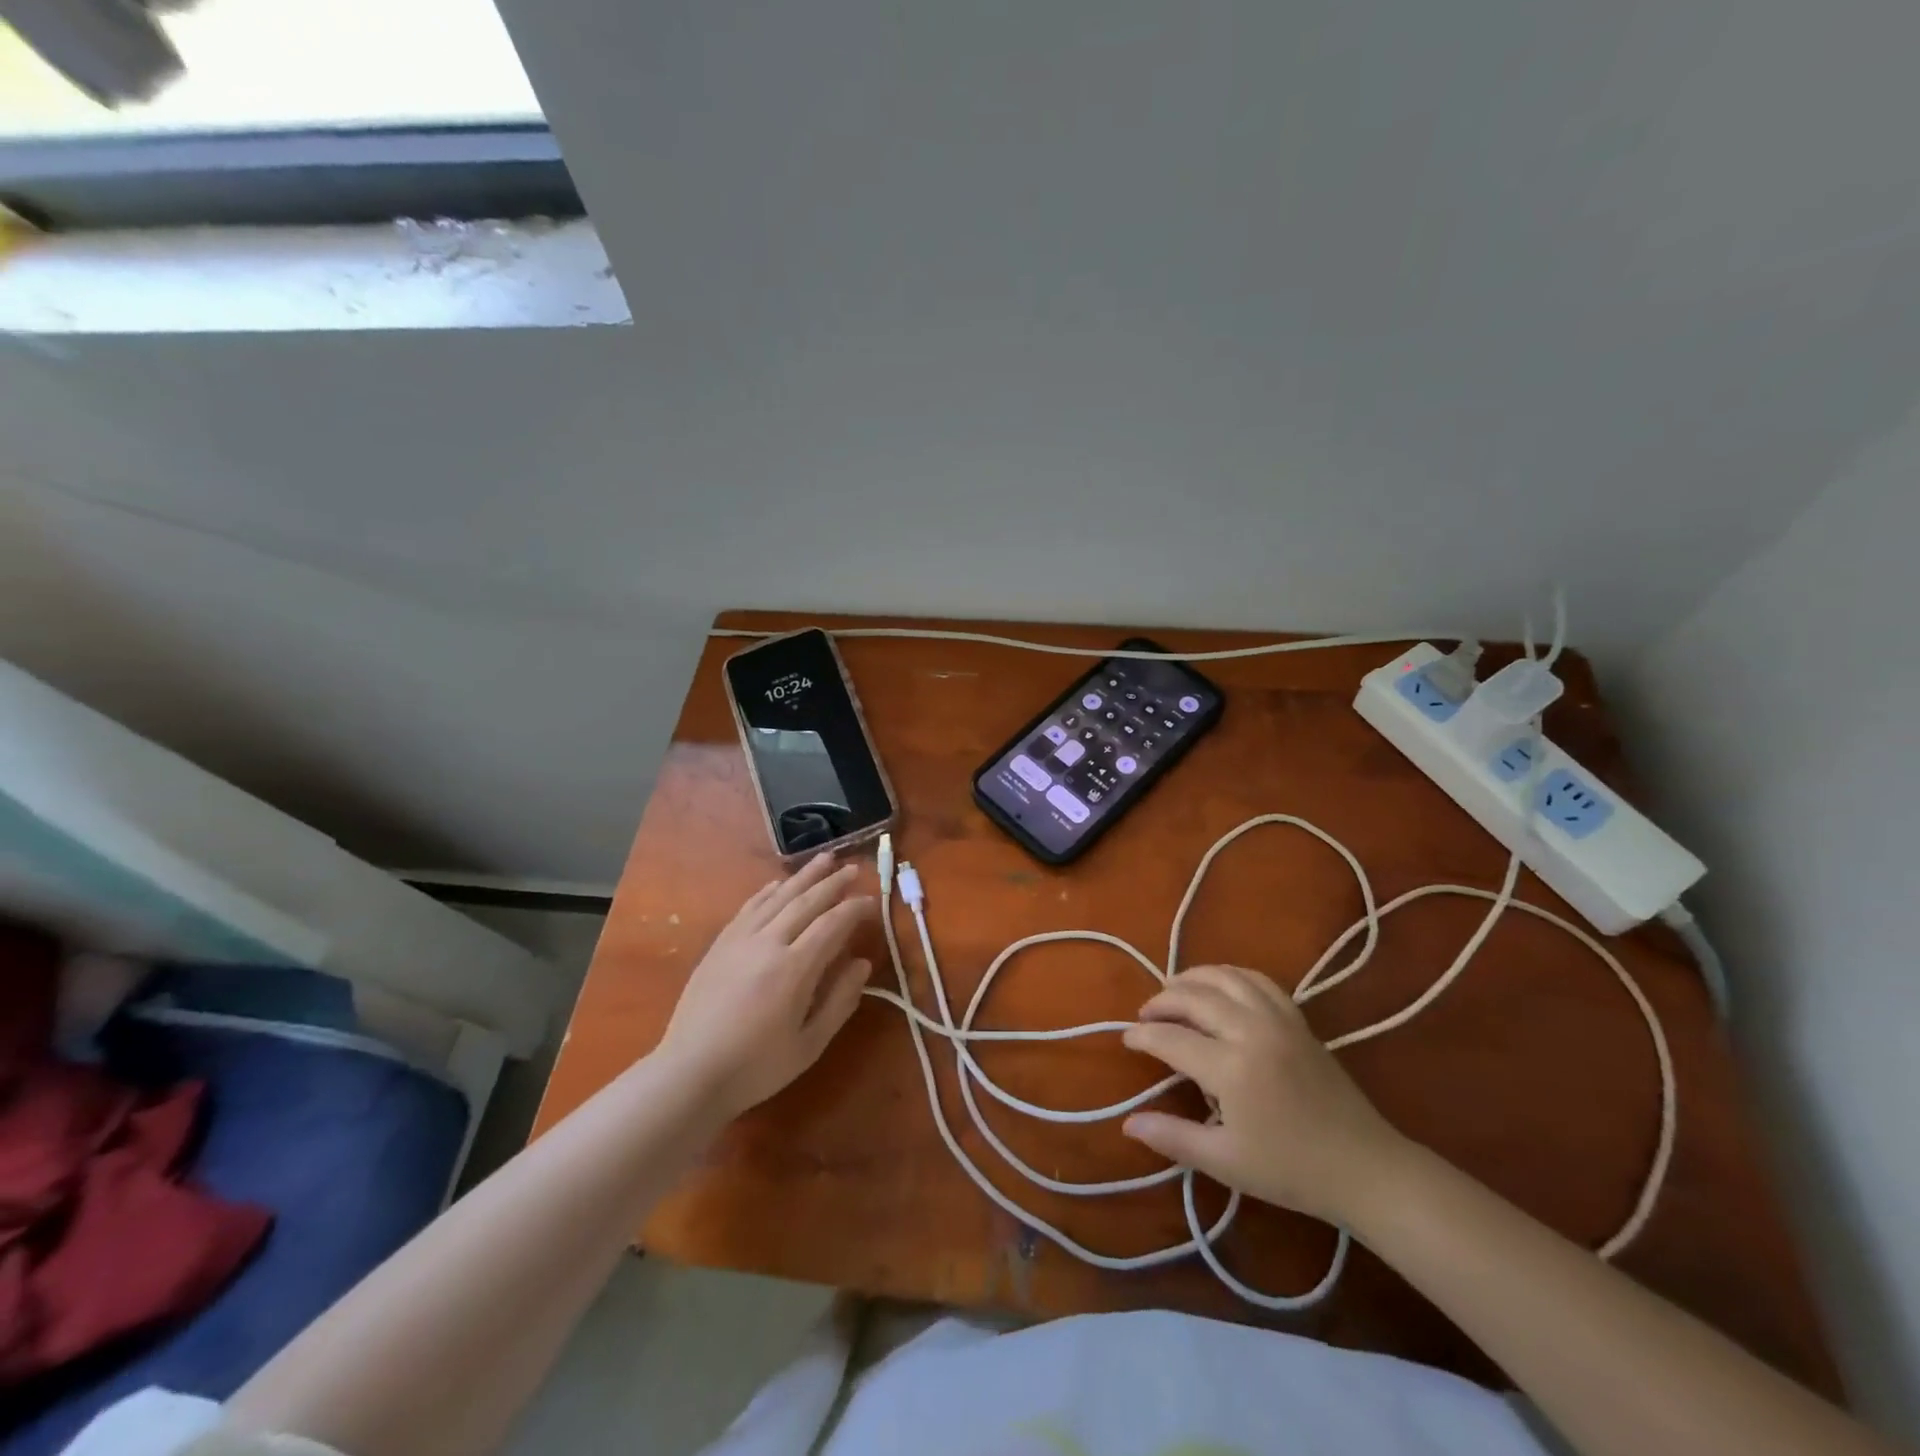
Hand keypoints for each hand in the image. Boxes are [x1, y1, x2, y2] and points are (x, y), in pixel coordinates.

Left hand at [657, 854, 877, 1119]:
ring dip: (803, 876)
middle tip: (853, 868)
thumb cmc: (756, 1066)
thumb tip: (862, 964)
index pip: (832, 924)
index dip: (855, 909)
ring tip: (824, 859)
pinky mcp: (720, 945)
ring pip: (778, 897)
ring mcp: (740, 940)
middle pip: (806, 901)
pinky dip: (768, 891)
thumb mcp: (809, 1044)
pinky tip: (778, 884)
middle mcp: (768, 943)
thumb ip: (840, 1001)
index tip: (871, 902)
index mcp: (794, 968)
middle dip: (832, 883)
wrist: (690, 1073)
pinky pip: (749, 907)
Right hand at [1120, 965, 1410, 1225]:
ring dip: (1193, 978)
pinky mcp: (1298, 1020)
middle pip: (1195, 997)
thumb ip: (1173, 1137)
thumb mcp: (1226, 1161)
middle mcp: (1252, 1031)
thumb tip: (1127, 1123)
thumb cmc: (1291, 1171)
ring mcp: (1279, 1020)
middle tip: (1145, 1014)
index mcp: (1231, 1068)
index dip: (1143, 1036)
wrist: (1365, 1168)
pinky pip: (1258, 981)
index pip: (1172, 1038)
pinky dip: (1231, 974)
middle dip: (1162, 1001)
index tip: (1125, 1038)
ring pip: (1226, 978)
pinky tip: (1219, 985)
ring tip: (1174, 989)